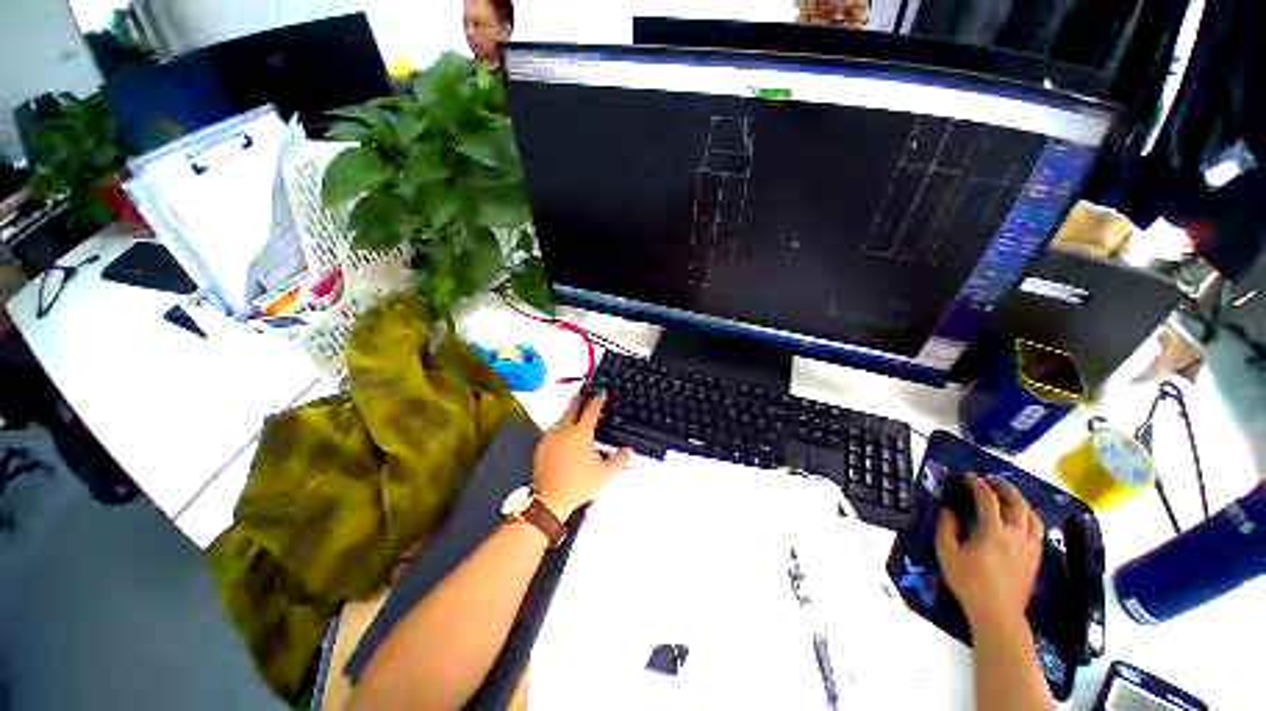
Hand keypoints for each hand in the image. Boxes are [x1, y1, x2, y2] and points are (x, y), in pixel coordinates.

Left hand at [533, 393, 630, 519]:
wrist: (550, 500)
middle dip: (579, 399)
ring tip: (575, 417)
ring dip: (568, 415)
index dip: (598, 400)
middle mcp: (564, 431)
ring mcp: (550, 439)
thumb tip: (627, 451)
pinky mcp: (541, 448)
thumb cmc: (578, 485)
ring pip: (560, 420)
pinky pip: (551, 432)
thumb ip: (619, 459)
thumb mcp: (605, 473)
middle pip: (571, 408)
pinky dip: (559, 430)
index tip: (602, 394)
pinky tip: (562, 437)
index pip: (592, 410)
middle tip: (583, 394)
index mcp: (581, 433)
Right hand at [935, 474, 1043, 633]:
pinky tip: (1021, 520)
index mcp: (993, 531)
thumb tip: (947, 510)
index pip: (988, 499)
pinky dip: (1030, 518)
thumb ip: (946, 528)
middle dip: (1004, 488)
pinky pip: (1038, 530)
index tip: (968, 477)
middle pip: (1017, 503)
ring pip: (1032, 516)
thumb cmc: (968, 582)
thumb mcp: (947, 553)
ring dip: (1021, 502)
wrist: (997, 613)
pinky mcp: (1036, 558)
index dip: (978, 484)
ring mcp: (1029, 546)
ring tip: (1009, 497)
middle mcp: (1016, 534)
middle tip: (992, 481)